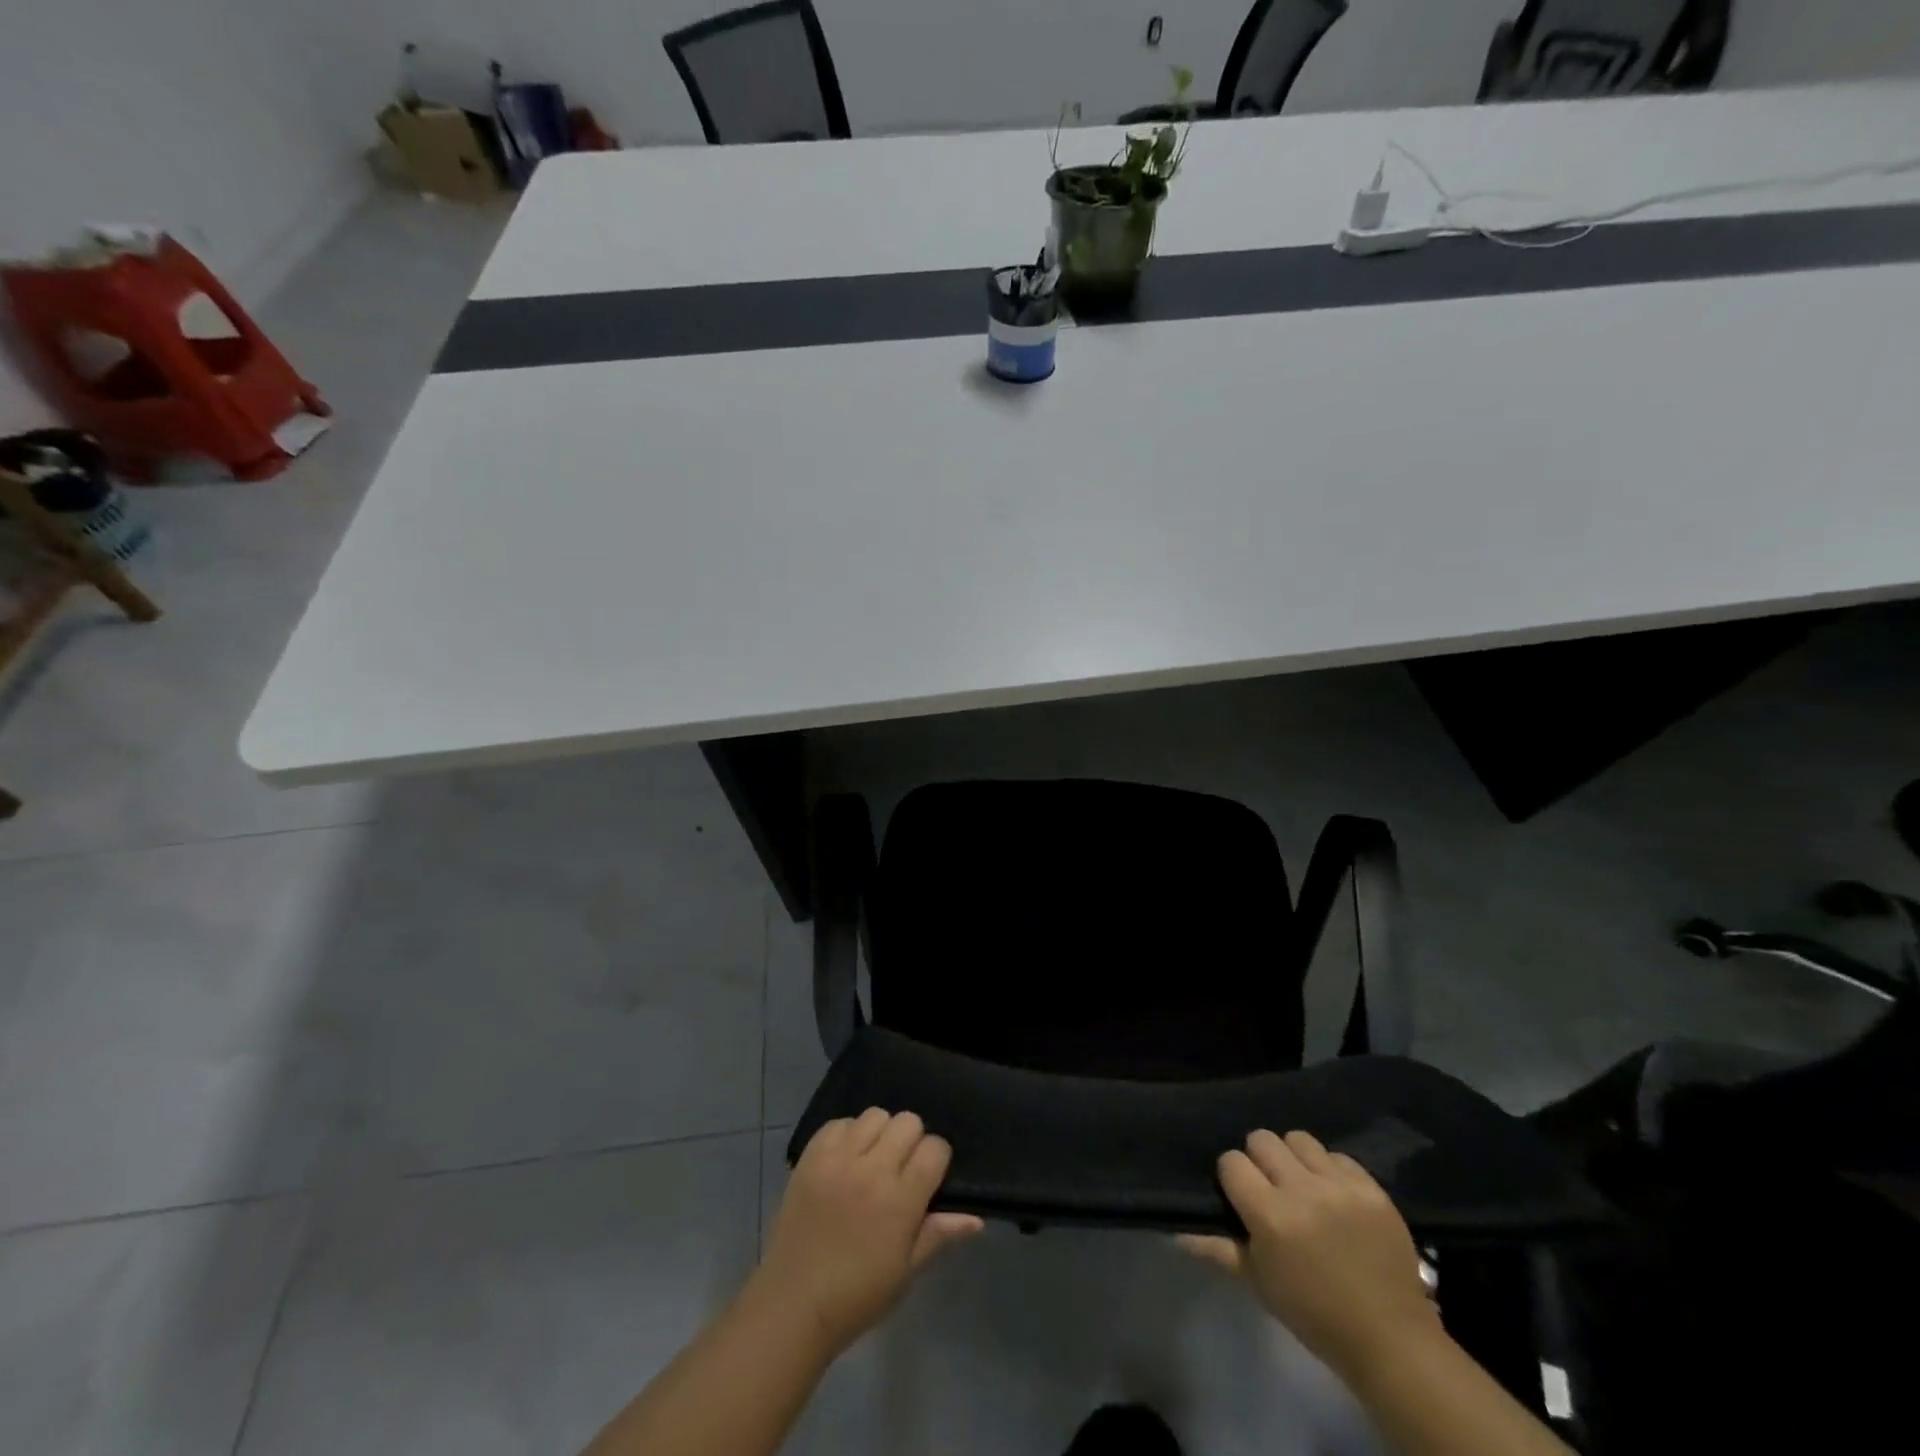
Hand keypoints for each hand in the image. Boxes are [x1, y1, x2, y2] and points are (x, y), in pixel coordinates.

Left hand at [751, 1108, 982, 1356]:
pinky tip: (845, 1160)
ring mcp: (838, 1159)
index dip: (937, 1160)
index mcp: (900, 1199)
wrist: (792, 1306)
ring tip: (871, 1160)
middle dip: (912, 1141)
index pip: (935, 1148)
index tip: (929, 1178)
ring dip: (880, 1133)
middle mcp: (872, 1169)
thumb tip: (976, 1218)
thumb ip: (939, 1235)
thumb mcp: (905, 1272)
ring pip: (874, 1115)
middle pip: (908, 1122)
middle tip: (901, 1169)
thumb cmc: (857, 1296)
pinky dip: (847, 1135)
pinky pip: (838, 1123)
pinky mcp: (811, 1157)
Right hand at [1178, 1129, 1441, 1381]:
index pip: (1232, 1162)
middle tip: (1270, 1187)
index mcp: (1270, 1215)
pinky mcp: (1371, 1188)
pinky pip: (1338, 1155)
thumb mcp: (1260, 1284)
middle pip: (1262, 1139)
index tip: (1241, 1196)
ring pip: (1299, 1139)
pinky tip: (1334, 1195)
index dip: (1233, 1176)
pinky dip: (1330, 1170)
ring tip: (1303, 1185)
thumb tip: (1177, 1232)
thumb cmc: (1314, 1315)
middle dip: (1260, 1159)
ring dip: (1294, 1158)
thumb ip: (1219, 1249)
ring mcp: (1340, 1186)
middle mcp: (1302, 1190)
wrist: (1390, 1340)